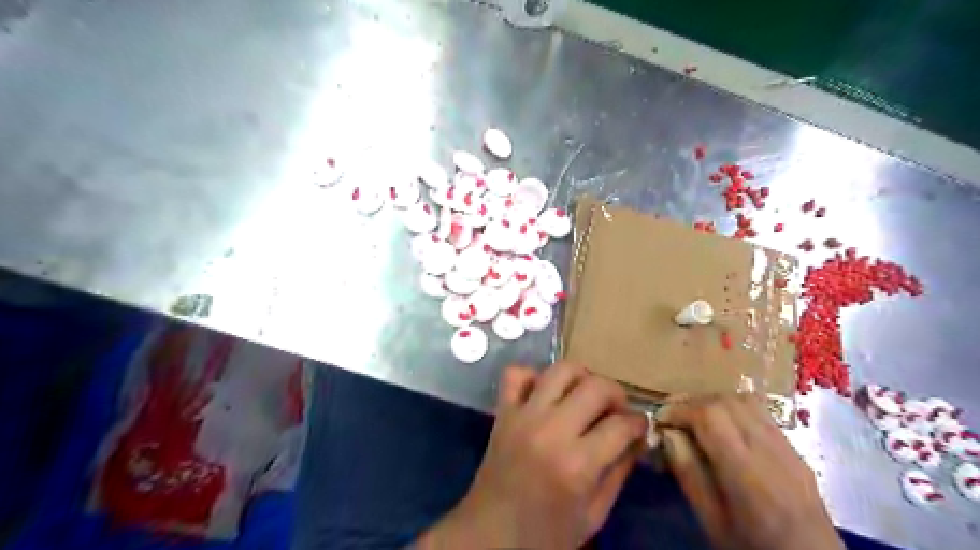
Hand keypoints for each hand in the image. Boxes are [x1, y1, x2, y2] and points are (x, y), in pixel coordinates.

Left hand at [417, 362, 649, 547]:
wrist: (490, 534)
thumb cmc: (546, 534)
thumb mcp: (593, 515)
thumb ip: (619, 473)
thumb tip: (637, 439)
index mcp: (577, 465)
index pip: (621, 425)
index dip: (639, 423)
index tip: (640, 426)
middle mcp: (551, 430)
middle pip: (595, 387)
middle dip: (616, 394)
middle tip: (617, 410)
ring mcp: (523, 416)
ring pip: (560, 370)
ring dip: (581, 377)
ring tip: (585, 395)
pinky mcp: (503, 412)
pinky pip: (516, 374)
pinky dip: (533, 376)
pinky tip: (544, 393)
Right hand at [658, 395, 841, 549]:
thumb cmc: (752, 547)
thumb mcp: (712, 521)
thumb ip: (689, 474)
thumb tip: (669, 434)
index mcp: (747, 473)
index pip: (710, 415)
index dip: (680, 409)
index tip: (661, 419)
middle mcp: (770, 450)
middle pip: (726, 401)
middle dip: (693, 401)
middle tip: (672, 415)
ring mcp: (787, 446)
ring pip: (745, 400)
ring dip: (713, 401)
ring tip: (694, 417)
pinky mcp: (794, 449)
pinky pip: (761, 412)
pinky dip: (733, 408)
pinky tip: (722, 426)